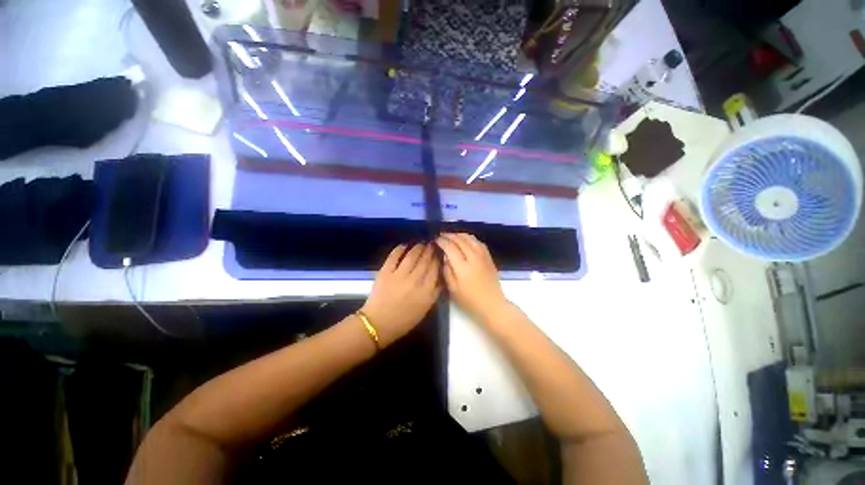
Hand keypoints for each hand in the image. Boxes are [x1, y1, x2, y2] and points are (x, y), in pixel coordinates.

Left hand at [360, 244, 440, 346]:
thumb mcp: (425, 309)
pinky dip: (399, 249)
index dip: (438, 259)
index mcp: (426, 291)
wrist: (378, 324)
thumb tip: (440, 276)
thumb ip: (435, 292)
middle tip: (432, 244)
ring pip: (412, 256)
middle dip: (430, 250)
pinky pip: (394, 257)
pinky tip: (404, 245)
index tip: (439, 253)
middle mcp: (415, 281)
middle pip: (425, 260)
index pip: (435, 270)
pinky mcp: (385, 272)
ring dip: (418, 247)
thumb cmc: (404, 320)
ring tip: (421, 243)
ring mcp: (399, 275)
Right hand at [436, 233, 507, 319]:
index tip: (436, 240)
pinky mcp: (489, 257)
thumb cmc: (469, 300)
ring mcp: (483, 256)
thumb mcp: (453, 289)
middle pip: (460, 240)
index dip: (442, 241)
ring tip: (452, 235)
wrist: (492, 304)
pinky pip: (479, 242)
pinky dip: (470, 238)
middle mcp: (473, 258)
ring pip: (470, 238)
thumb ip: (447, 270)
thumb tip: (445, 256)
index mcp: (463, 267)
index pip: (450, 247)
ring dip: (460, 235)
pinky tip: (466, 240)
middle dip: (449, 235)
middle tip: (441, 235)